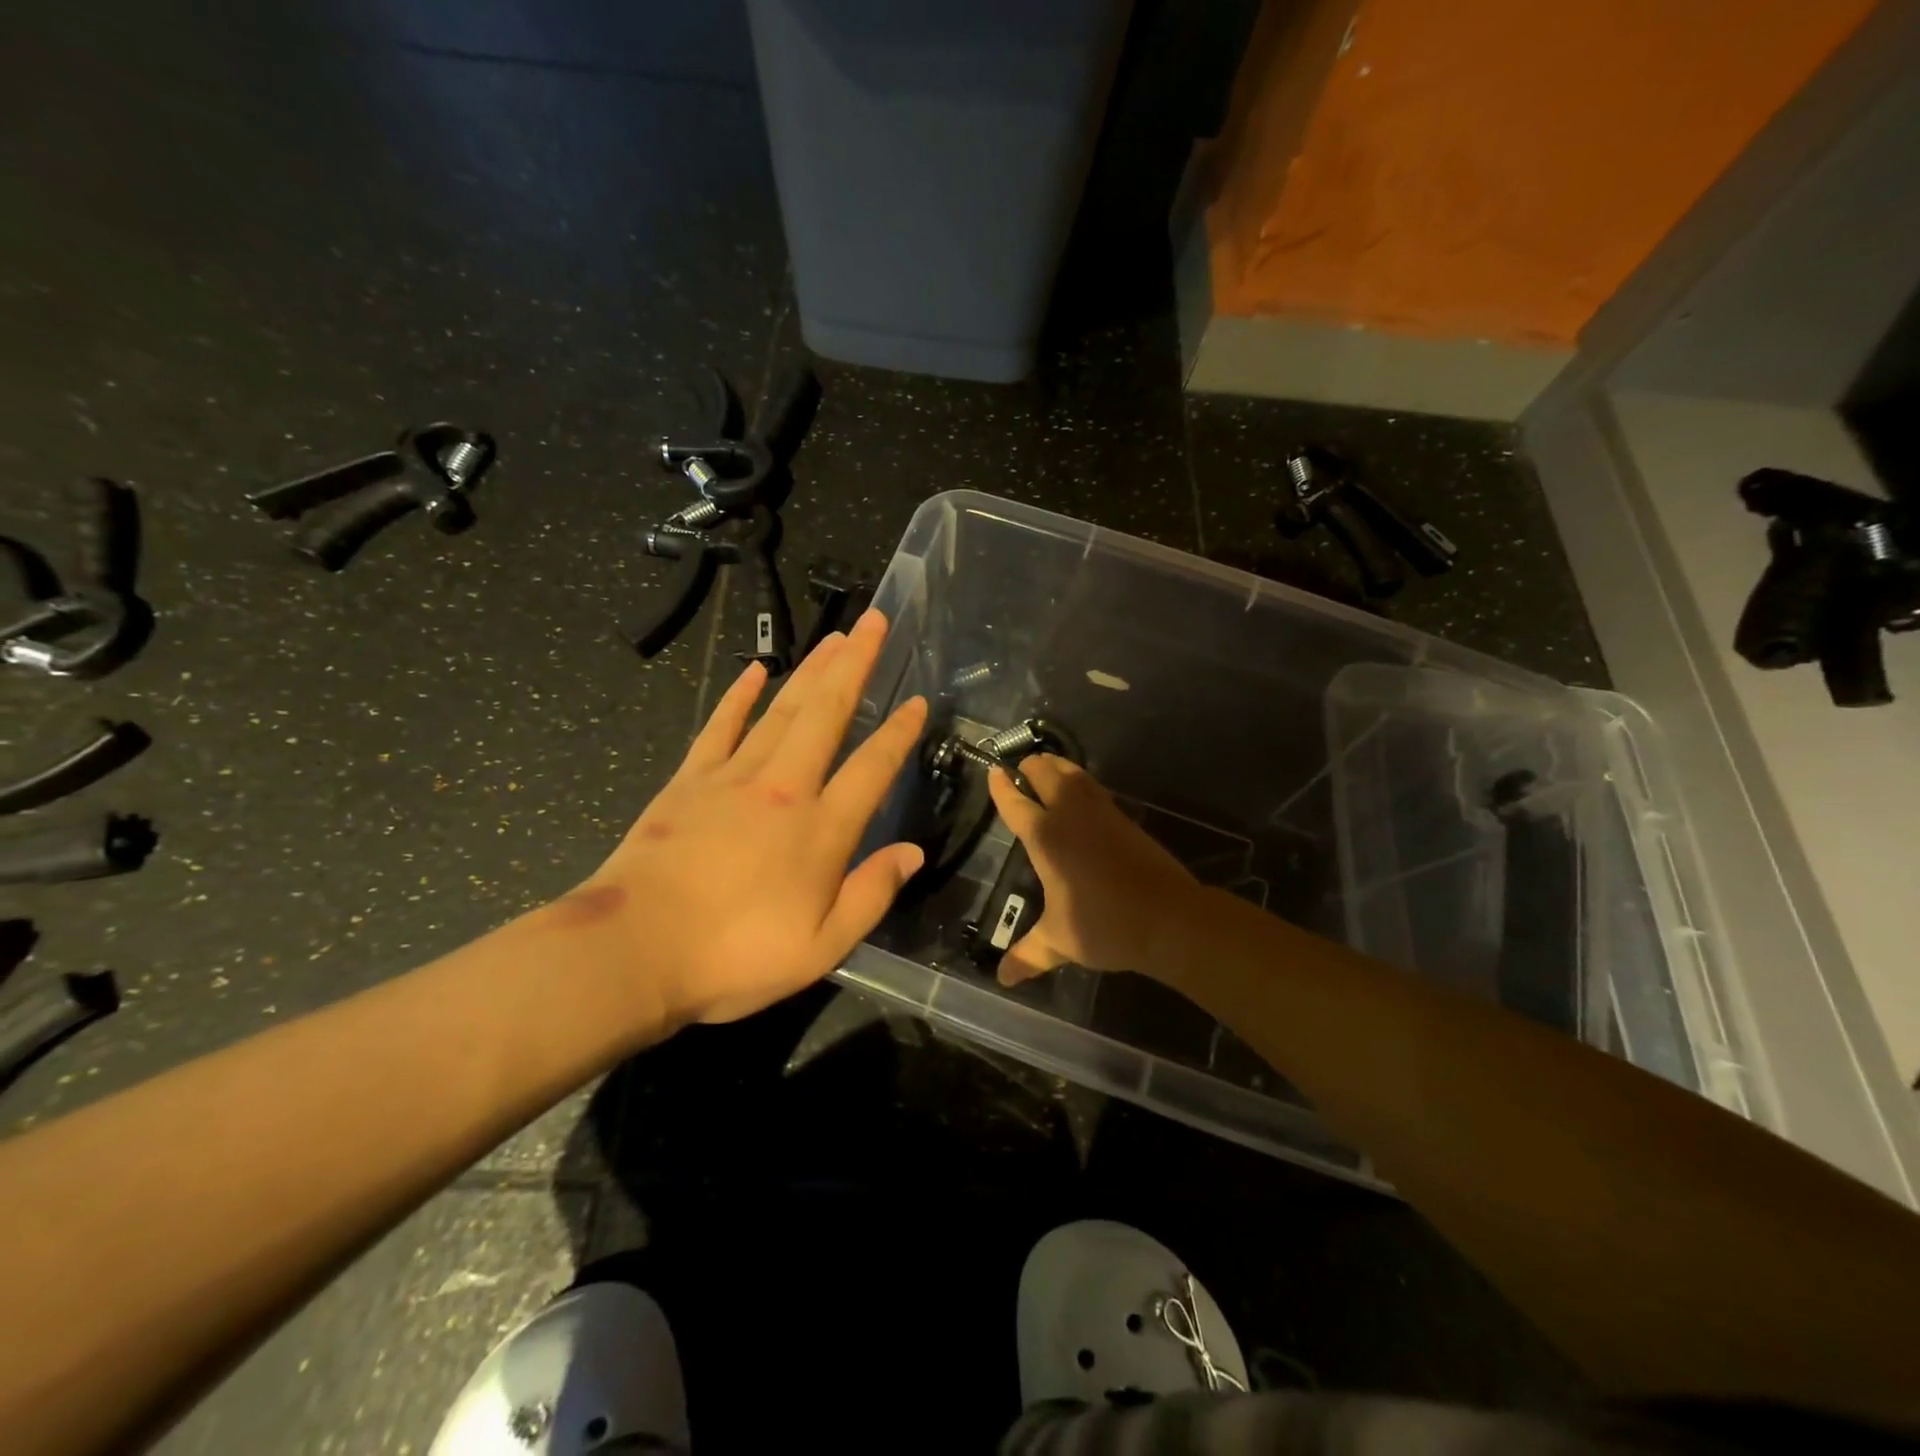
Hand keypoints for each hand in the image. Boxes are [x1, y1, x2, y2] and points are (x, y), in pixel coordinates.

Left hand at [581, 609, 927, 1024]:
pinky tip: (757, 669)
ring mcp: (733, 777)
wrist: (634, 951)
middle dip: (856, 665)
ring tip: (836, 637)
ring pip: (783, 708)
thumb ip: (872, 895)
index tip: (917, 701)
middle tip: (876, 623)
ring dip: (813, 669)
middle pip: (828, 713)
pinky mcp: (689, 780)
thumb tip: (913, 853)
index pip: (873, 768)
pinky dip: (739, 694)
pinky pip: (721, 725)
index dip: (898, 733)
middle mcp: (784, 788)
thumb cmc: (735, 957)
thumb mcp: (822, 947)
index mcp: (821, 829)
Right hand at [985, 755, 1204, 986]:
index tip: (992, 771)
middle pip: (1046, 775)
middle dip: (1031, 768)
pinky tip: (1082, 794)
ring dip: (1057, 767)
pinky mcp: (1125, 819)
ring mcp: (1102, 813)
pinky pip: (1095, 788)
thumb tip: (1002, 979)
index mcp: (1046, 838)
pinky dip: (1081, 782)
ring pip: (1074, 775)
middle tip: (1020, 769)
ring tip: (1048, 767)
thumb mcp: (1059, 942)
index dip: (1002, 788)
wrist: (1169, 918)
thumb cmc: (1105, 926)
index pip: (1016, 805)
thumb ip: (1028, 955)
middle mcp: (1071, 817)